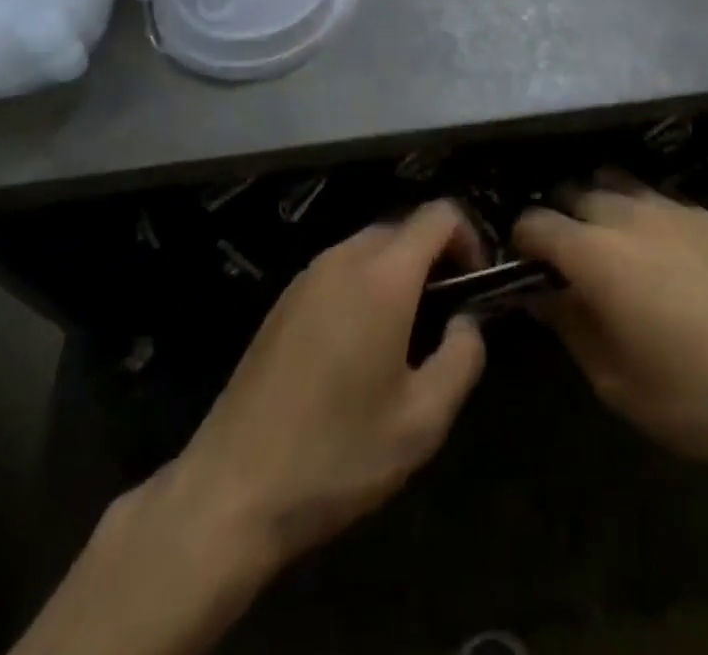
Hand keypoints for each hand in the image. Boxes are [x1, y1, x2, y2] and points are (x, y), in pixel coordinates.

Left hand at [158, 200, 486, 566]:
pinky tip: (359, 348)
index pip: (440, 215)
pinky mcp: (283, 301)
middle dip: (436, 258)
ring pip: (371, 247)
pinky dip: (366, 286)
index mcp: (383, 275)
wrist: (230, 491)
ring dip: (400, 273)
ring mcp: (307, 276)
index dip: (470, 238)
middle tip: (446, 317)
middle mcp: (343, 258)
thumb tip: (466, 321)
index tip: (477, 287)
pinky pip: (340, 270)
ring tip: (406, 337)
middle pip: (405, 227)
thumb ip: (463, 356)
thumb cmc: (337, 454)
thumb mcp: (423, 420)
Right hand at [515, 178, 707, 521]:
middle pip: (574, 192)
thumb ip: (569, 325)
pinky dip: (642, 213)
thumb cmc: (693, 395)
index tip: (523, 266)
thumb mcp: (614, 380)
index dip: (522, 241)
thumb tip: (542, 294)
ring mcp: (672, 208)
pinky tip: (661, 251)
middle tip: (566, 258)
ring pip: (616, 183)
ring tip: (609, 244)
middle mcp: (626, 214)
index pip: (536, 222)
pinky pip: (658, 198)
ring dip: (600, 205)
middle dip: (560, 217)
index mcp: (593, 253)